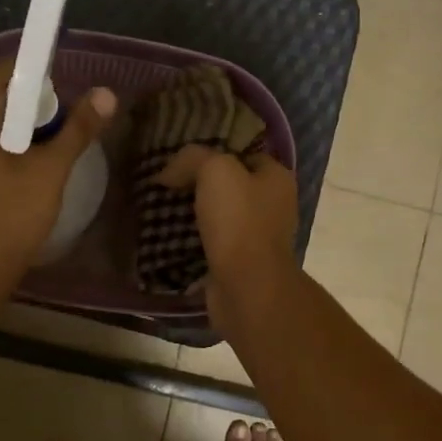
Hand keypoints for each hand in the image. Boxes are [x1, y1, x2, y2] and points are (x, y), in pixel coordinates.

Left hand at [0, 59, 116, 293]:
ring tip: (51, 155)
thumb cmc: (6, 218)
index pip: (11, 70)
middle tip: (66, 135)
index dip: (47, 82)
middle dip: (36, 110)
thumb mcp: (49, 170)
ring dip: (23, 131)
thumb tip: (107, 94)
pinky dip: (5, 147)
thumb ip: (78, 128)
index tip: (72, 106)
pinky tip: (26, 171)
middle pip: (0, 94)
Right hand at [158, 145, 299, 325]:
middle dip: (202, 186)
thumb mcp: (215, 171)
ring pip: (222, 217)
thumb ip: (192, 159)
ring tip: (163, 209)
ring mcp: (259, 238)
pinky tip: (171, 238)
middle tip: (169, 184)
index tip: (184, 160)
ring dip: (197, 215)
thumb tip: (169, 172)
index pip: (246, 155)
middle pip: (232, 187)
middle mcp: (274, 206)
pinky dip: (195, 241)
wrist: (246, 286)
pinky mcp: (242, 264)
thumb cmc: (238, 221)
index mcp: (278, 179)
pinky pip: (214, 244)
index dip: (216, 153)